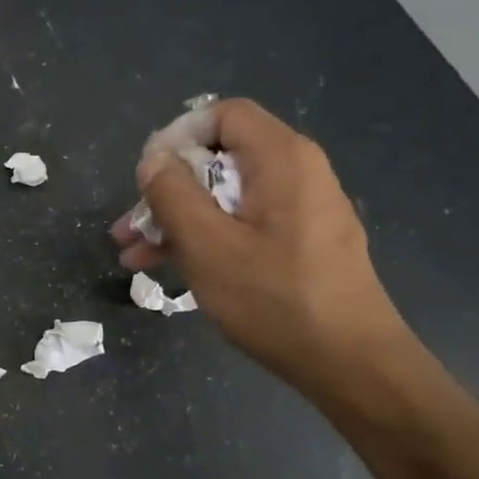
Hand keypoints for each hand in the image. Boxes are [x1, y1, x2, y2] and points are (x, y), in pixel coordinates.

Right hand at [111, 98, 414, 403]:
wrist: (350, 364)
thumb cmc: (274, 298)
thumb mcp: (207, 245)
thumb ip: (173, 194)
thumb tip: (153, 159)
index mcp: (281, 159)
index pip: (224, 115)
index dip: (178, 137)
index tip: (147, 178)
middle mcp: (296, 173)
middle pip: (219, 158)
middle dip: (166, 190)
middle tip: (128, 227)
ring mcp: (300, 209)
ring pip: (225, 196)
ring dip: (177, 220)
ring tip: (133, 255)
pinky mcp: (299, 242)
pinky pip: (242, 223)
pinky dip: (205, 237)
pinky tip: (166, 267)